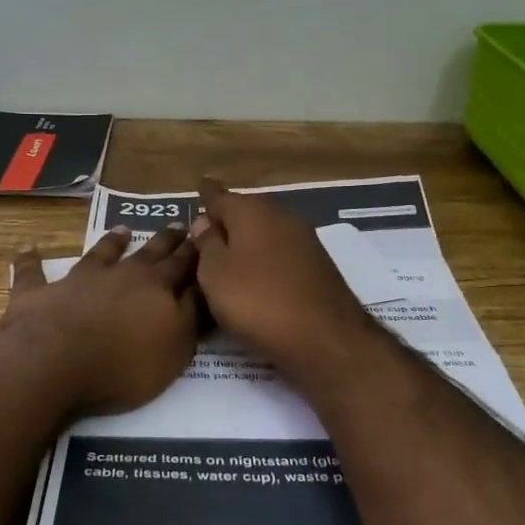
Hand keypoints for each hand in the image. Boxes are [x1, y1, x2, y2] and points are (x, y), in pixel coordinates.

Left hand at [1, 225, 201, 414]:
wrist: (53, 364)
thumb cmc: (122, 364)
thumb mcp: (175, 348)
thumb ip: (191, 316)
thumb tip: (203, 287)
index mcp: (156, 288)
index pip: (183, 265)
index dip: (195, 252)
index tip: (204, 237)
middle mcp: (120, 275)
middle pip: (148, 253)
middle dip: (166, 240)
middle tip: (177, 225)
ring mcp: (78, 280)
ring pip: (100, 253)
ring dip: (112, 241)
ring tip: (122, 229)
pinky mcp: (39, 292)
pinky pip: (33, 272)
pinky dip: (31, 261)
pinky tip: (29, 250)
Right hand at [190, 178, 380, 380]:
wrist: (325, 338)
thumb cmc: (258, 302)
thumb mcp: (215, 274)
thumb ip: (207, 244)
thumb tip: (204, 222)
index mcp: (252, 212)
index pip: (220, 197)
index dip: (206, 194)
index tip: (199, 186)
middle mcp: (281, 217)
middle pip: (246, 212)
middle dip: (227, 219)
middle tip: (205, 232)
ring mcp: (305, 241)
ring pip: (266, 233)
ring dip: (247, 241)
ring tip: (227, 257)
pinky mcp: (318, 267)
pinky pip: (281, 254)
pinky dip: (265, 259)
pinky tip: (257, 276)